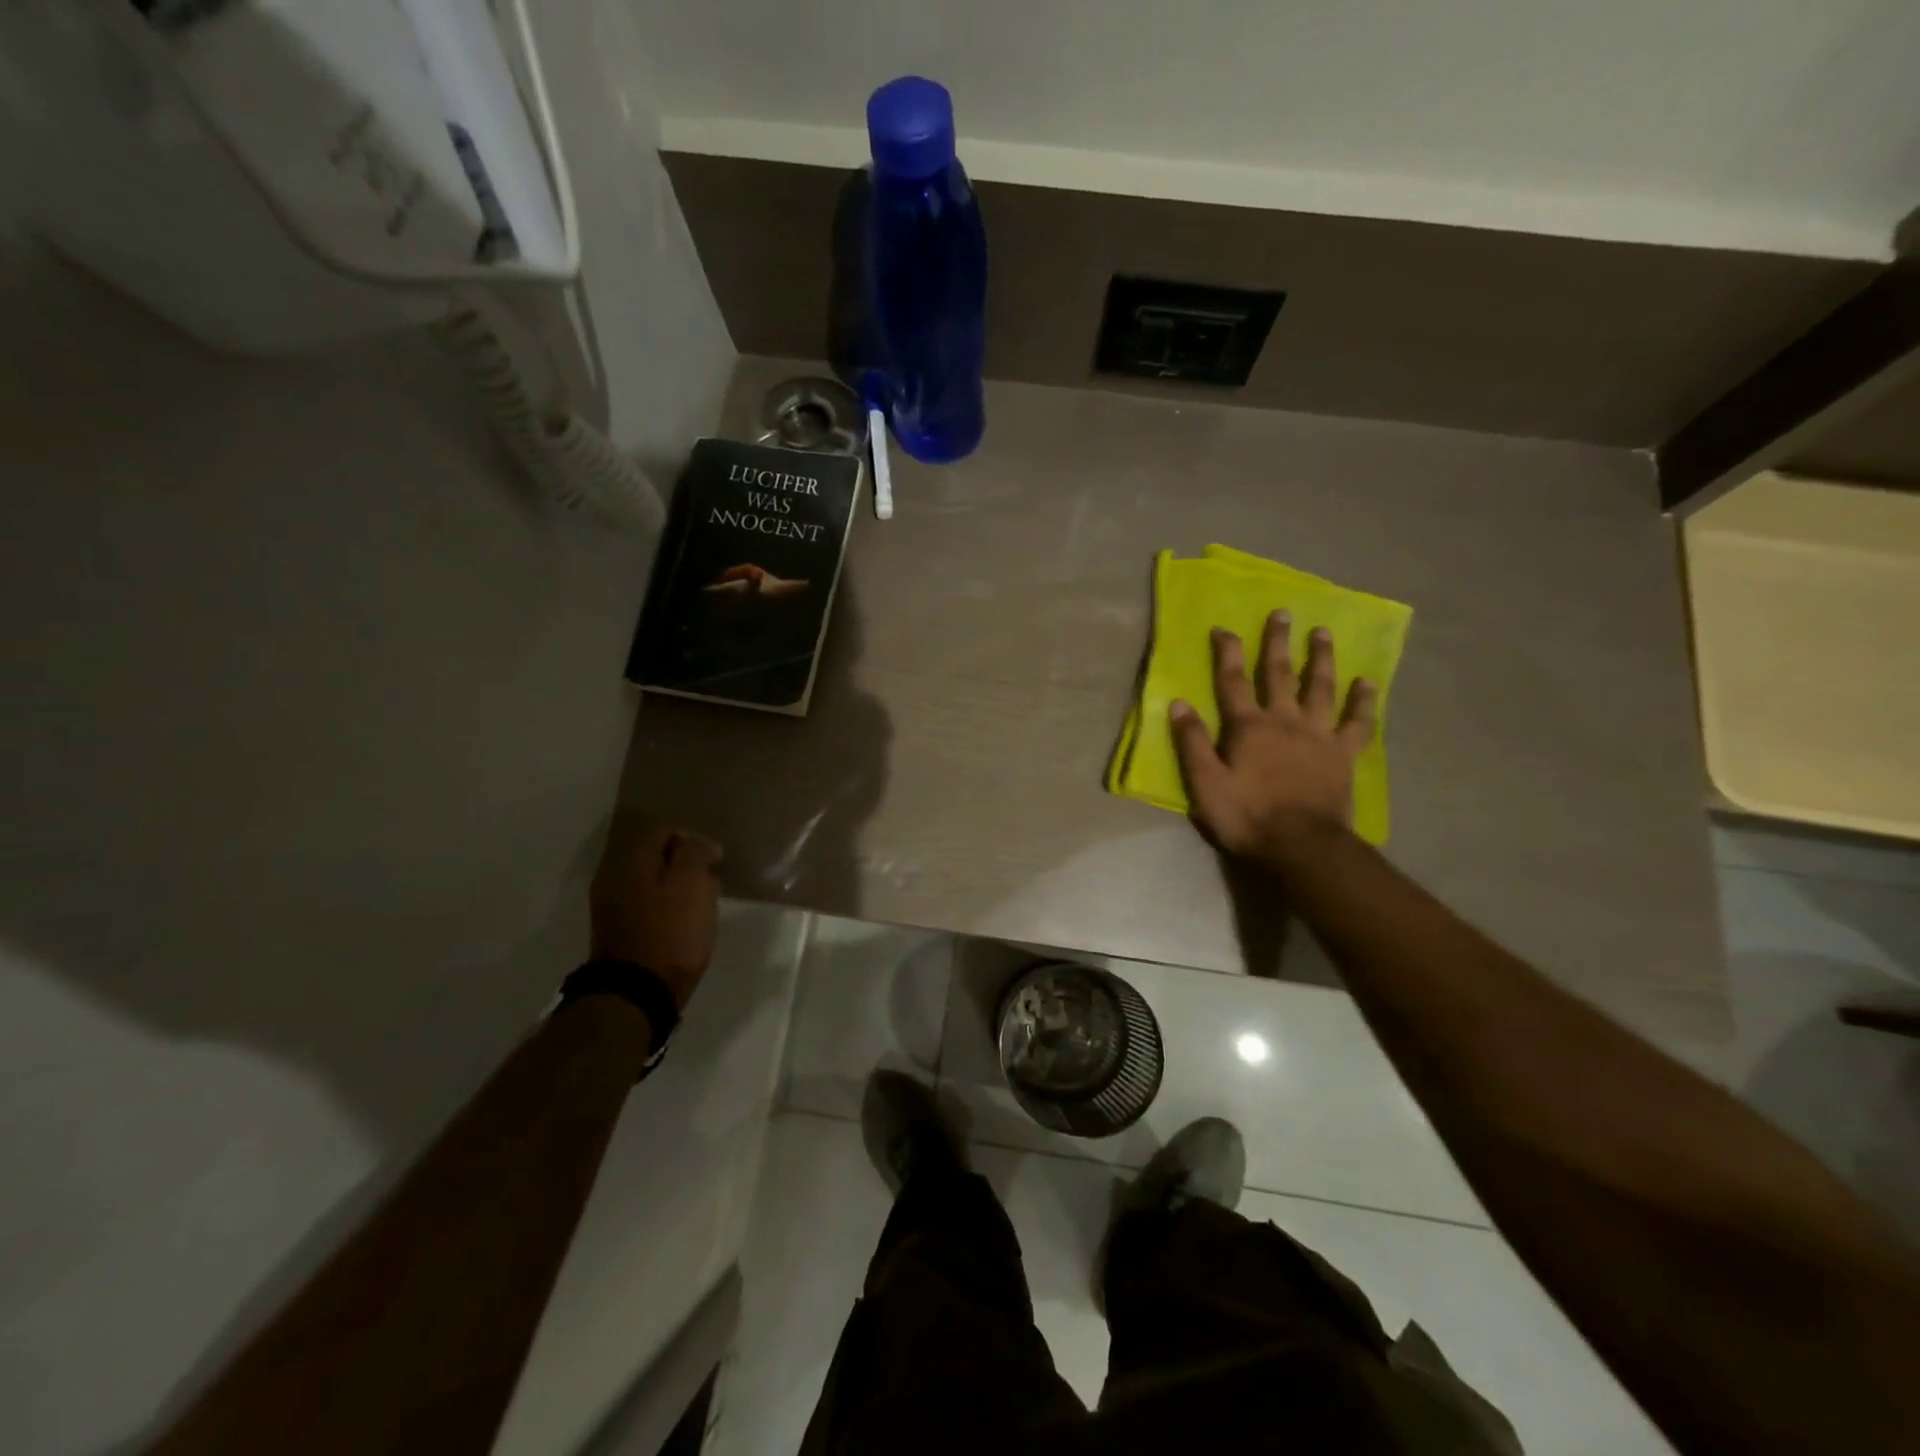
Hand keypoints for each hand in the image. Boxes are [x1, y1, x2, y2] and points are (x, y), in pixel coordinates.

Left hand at [589, 819, 722, 1008]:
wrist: (637, 993)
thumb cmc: (671, 932)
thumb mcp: (692, 884)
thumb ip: (694, 854)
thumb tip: (696, 845)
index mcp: (630, 860)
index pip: (661, 829)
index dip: (692, 838)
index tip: (715, 859)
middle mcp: (612, 876)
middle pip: (652, 854)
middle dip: (684, 863)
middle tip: (710, 880)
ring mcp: (610, 905)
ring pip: (649, 880)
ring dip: (676, 885)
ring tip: (702, 903)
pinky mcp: (616, 930)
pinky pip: (644, 903)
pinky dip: (665, 904)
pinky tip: (683, 921)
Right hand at [1169, 614, 1376, 862]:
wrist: (1301, 845)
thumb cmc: (1246, 816)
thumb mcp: (1205, 784)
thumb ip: (1191, 743)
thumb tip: (1178, 704)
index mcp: (1248, 727)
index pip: (1233, 681)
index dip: (1227, 653)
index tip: (1224, 628)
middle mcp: (1285, 720)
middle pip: (1280, 674)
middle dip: (1278, 642)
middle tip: (1283, 613)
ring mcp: (1318, 735)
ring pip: (1321, 688)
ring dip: (1321, 658)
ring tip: (1322, 633)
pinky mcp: (1343, 754)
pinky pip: (1357, 722)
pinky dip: (1363, 702)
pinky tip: (1367, 683)